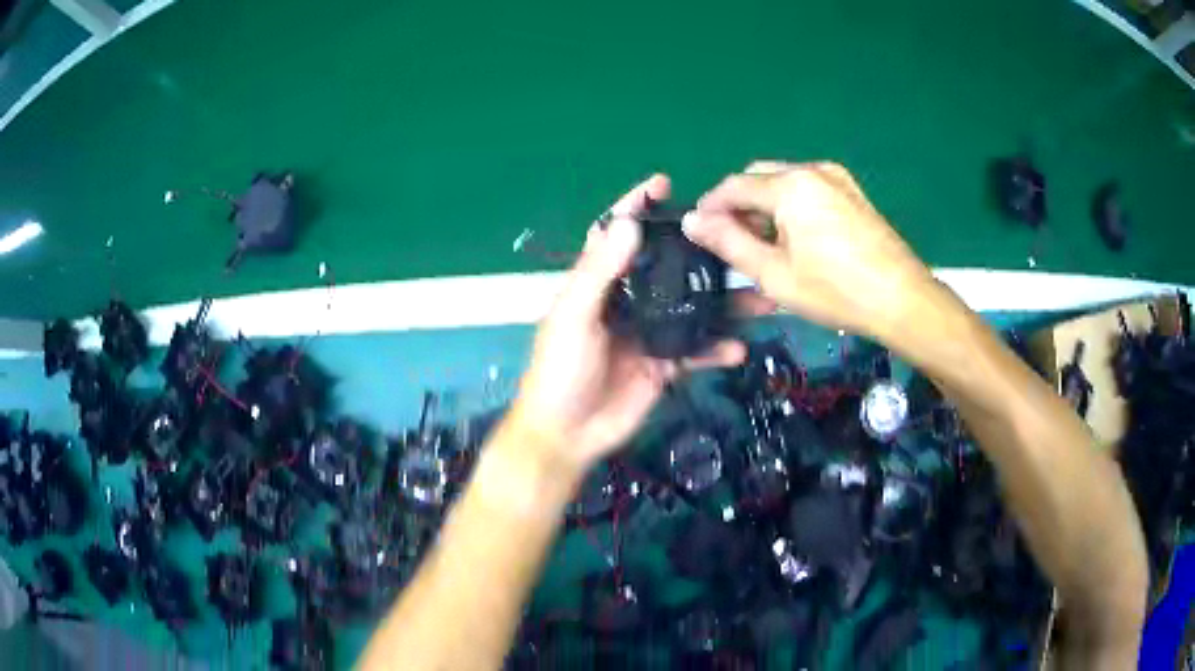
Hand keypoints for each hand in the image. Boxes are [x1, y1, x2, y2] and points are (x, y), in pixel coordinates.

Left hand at [512, 174, 761, 471]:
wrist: (567, 435)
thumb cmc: (559, 371)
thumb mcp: (574, 317)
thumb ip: (599, 273)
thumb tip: (628, 224)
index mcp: (596, 285)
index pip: (615, 235)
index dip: (635, 207)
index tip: (662, 183)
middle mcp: (625, 303)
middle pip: (664, 267)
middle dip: (694, 250)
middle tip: (730, 234)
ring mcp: (648, 334)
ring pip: (689, 308)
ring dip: (721, 301)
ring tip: (756, 289)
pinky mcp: (664, 365)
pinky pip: (696, 352)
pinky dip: (717, 349)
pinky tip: (739, 347)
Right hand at [682, 161, 939, 340]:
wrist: (901, 299)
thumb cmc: (836, 291)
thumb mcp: (774, 274)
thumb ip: (729, 243)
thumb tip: (692, 220)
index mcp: (790, 186)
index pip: (734, 185)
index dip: (711, 207)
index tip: (699, 232)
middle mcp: (811, 170)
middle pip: (759, 176)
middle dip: (739, 204)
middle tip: (733, 242)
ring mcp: (836, 178)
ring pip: (784, 181)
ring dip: (765, 204)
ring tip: (765, 244)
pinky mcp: (851, 191)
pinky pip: (808, 188)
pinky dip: (791, 205)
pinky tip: (796, 238)